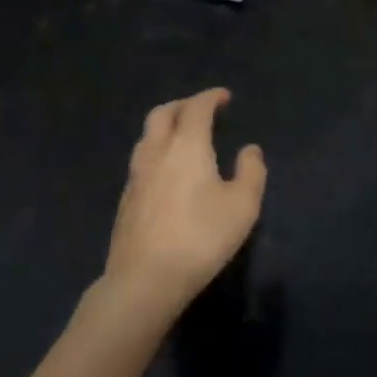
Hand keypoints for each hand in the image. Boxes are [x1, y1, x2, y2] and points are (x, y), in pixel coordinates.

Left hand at [102, 89, 266, 323]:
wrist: (145, 280)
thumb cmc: (201, 237)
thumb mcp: (243, 206)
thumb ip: (251, 171)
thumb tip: (249, 149)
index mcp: (186, 145)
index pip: (196, 108)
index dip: (210, 97)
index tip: (224, 97)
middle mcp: (156, 152)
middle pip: (162, 113)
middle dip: (182, 105)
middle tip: (201, 111)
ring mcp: (136, 176)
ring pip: (147, 136)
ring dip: (165, 127)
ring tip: (182, 137)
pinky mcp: (125, 200)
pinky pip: (141, 160)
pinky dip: (156, 152)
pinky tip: (167, 172)